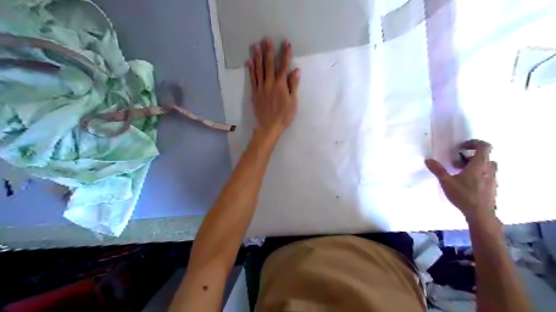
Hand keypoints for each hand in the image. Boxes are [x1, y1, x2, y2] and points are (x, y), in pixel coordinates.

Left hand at [247, 37, 299, 140]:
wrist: (269, 127)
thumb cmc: (284, 116)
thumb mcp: (293, 102)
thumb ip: (293, 86)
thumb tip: (296, 71)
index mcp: (281, 85)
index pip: (283, 66)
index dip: (285, 54)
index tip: (286, 44)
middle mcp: (269, 83)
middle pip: (269, 64)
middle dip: (268, 51)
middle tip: (266, 39)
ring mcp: (260, 87)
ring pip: (258, 69)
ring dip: (257, 56)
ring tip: (255, 45)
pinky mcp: (254, 92)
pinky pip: (252, 79)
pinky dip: (251, 69)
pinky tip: (249, 61)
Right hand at [427, 139, 499, 221]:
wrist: (480, 214)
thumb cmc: (464, 195)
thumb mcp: (446, 182)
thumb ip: (438, 170)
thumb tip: (428, 160)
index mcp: (479, 164)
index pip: (484, 146)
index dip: (473, 143)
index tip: (461, 147)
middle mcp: (489, 169)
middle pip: (484, 156)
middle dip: (470, 156)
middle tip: (457, 162)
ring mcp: (493, 179)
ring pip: (486, 166)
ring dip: (474, 165)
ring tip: (460, 173)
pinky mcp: (492, 187)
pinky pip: (487, 175)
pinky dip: (478, 174)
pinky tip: (466, 183)